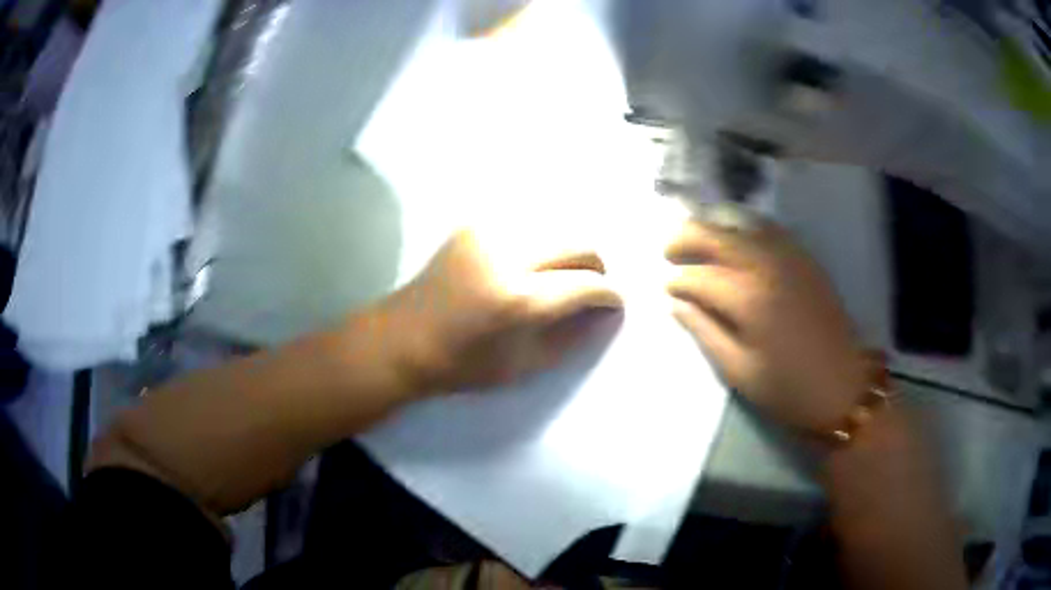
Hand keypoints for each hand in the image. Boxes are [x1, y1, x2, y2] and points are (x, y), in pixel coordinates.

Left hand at [382, 230, 622, 394]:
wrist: (403, 337)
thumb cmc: (462, 364)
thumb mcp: (524, 365)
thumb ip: (573, 336)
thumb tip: (606, 311)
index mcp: (518, 300)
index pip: (587, 285)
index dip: (609, 295)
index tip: (613, 303)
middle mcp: (507, 255)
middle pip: (580, 244)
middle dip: (596, 267)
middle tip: (589, 289)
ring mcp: (489, 232)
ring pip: (558, 227)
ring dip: (570, 252)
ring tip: (560, 276)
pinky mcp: (475, 224)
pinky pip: (528, 223)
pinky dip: (543, 242)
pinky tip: (531, 263)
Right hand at [665, 211, 865, 431]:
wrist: (844, 386)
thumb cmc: (788, 389)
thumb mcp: (738, 371)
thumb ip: (704, 331)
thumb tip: (676, 303)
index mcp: (748, 299)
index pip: (699, 276)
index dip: (677, 281)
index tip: (666, 289)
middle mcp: (766, 266)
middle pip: (716, 234)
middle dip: (685, 237)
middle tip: (669, 251)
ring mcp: (789, 256)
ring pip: (741, 222)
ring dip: (713, 226)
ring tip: (697, 241)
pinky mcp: (804, 257)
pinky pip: (767, 228)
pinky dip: (743, 227)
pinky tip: (735, 240)